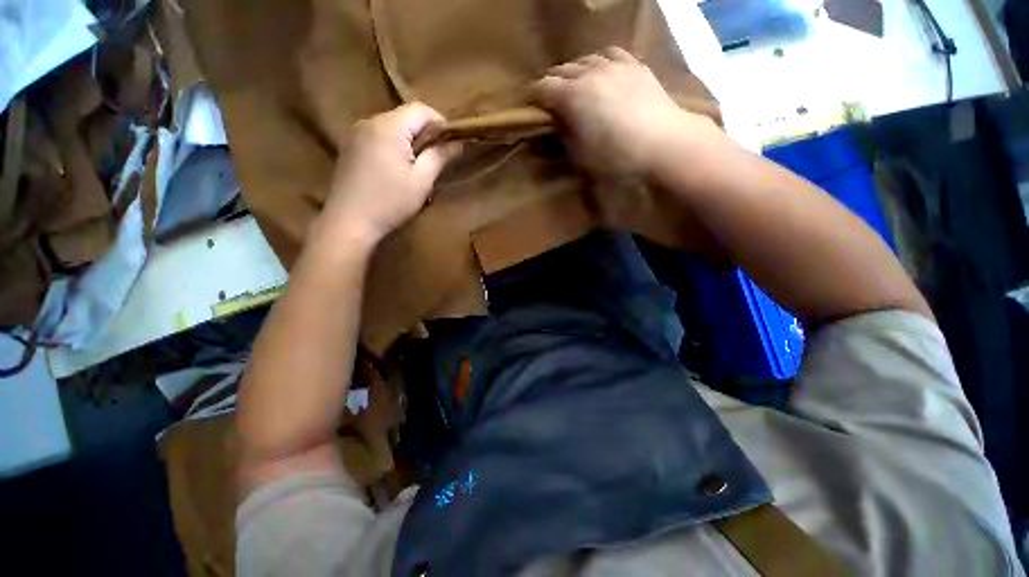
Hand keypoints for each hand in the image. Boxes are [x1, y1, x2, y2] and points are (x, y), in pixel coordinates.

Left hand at [319, 103, 460, 247]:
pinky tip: (397, 168)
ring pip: (391, 126)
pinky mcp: (349, 147)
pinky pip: (378, 136)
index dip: (440, 122)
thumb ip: (440, 156)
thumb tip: (458, 143)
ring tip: (418, 166)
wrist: (349, 222)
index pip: (421, 109)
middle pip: (405, 116)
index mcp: (389, 127)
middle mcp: (369, 122)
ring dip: (410, 140)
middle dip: (425, 133)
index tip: (451, 144)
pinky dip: (393, 145)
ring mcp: (355, 133)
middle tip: (437, 158)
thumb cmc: (390, 202)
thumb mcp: (421, 181)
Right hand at [532, 47, 719, 178]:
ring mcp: (614, 64)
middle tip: (550, 101)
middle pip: (561, 70)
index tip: (529, 109)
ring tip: (575, 87)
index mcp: (571, 95)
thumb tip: (552, 126)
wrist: (663, 145)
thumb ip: (561, 136)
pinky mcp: (634, 65)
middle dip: (551, 84)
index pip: (542, 88)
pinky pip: (610, 54)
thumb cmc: (615, 157)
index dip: (532, 98)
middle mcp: (589, 72)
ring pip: (584, 59)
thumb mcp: (579, 155)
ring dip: (574, 72)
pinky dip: (599, 63)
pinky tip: (601, 73)